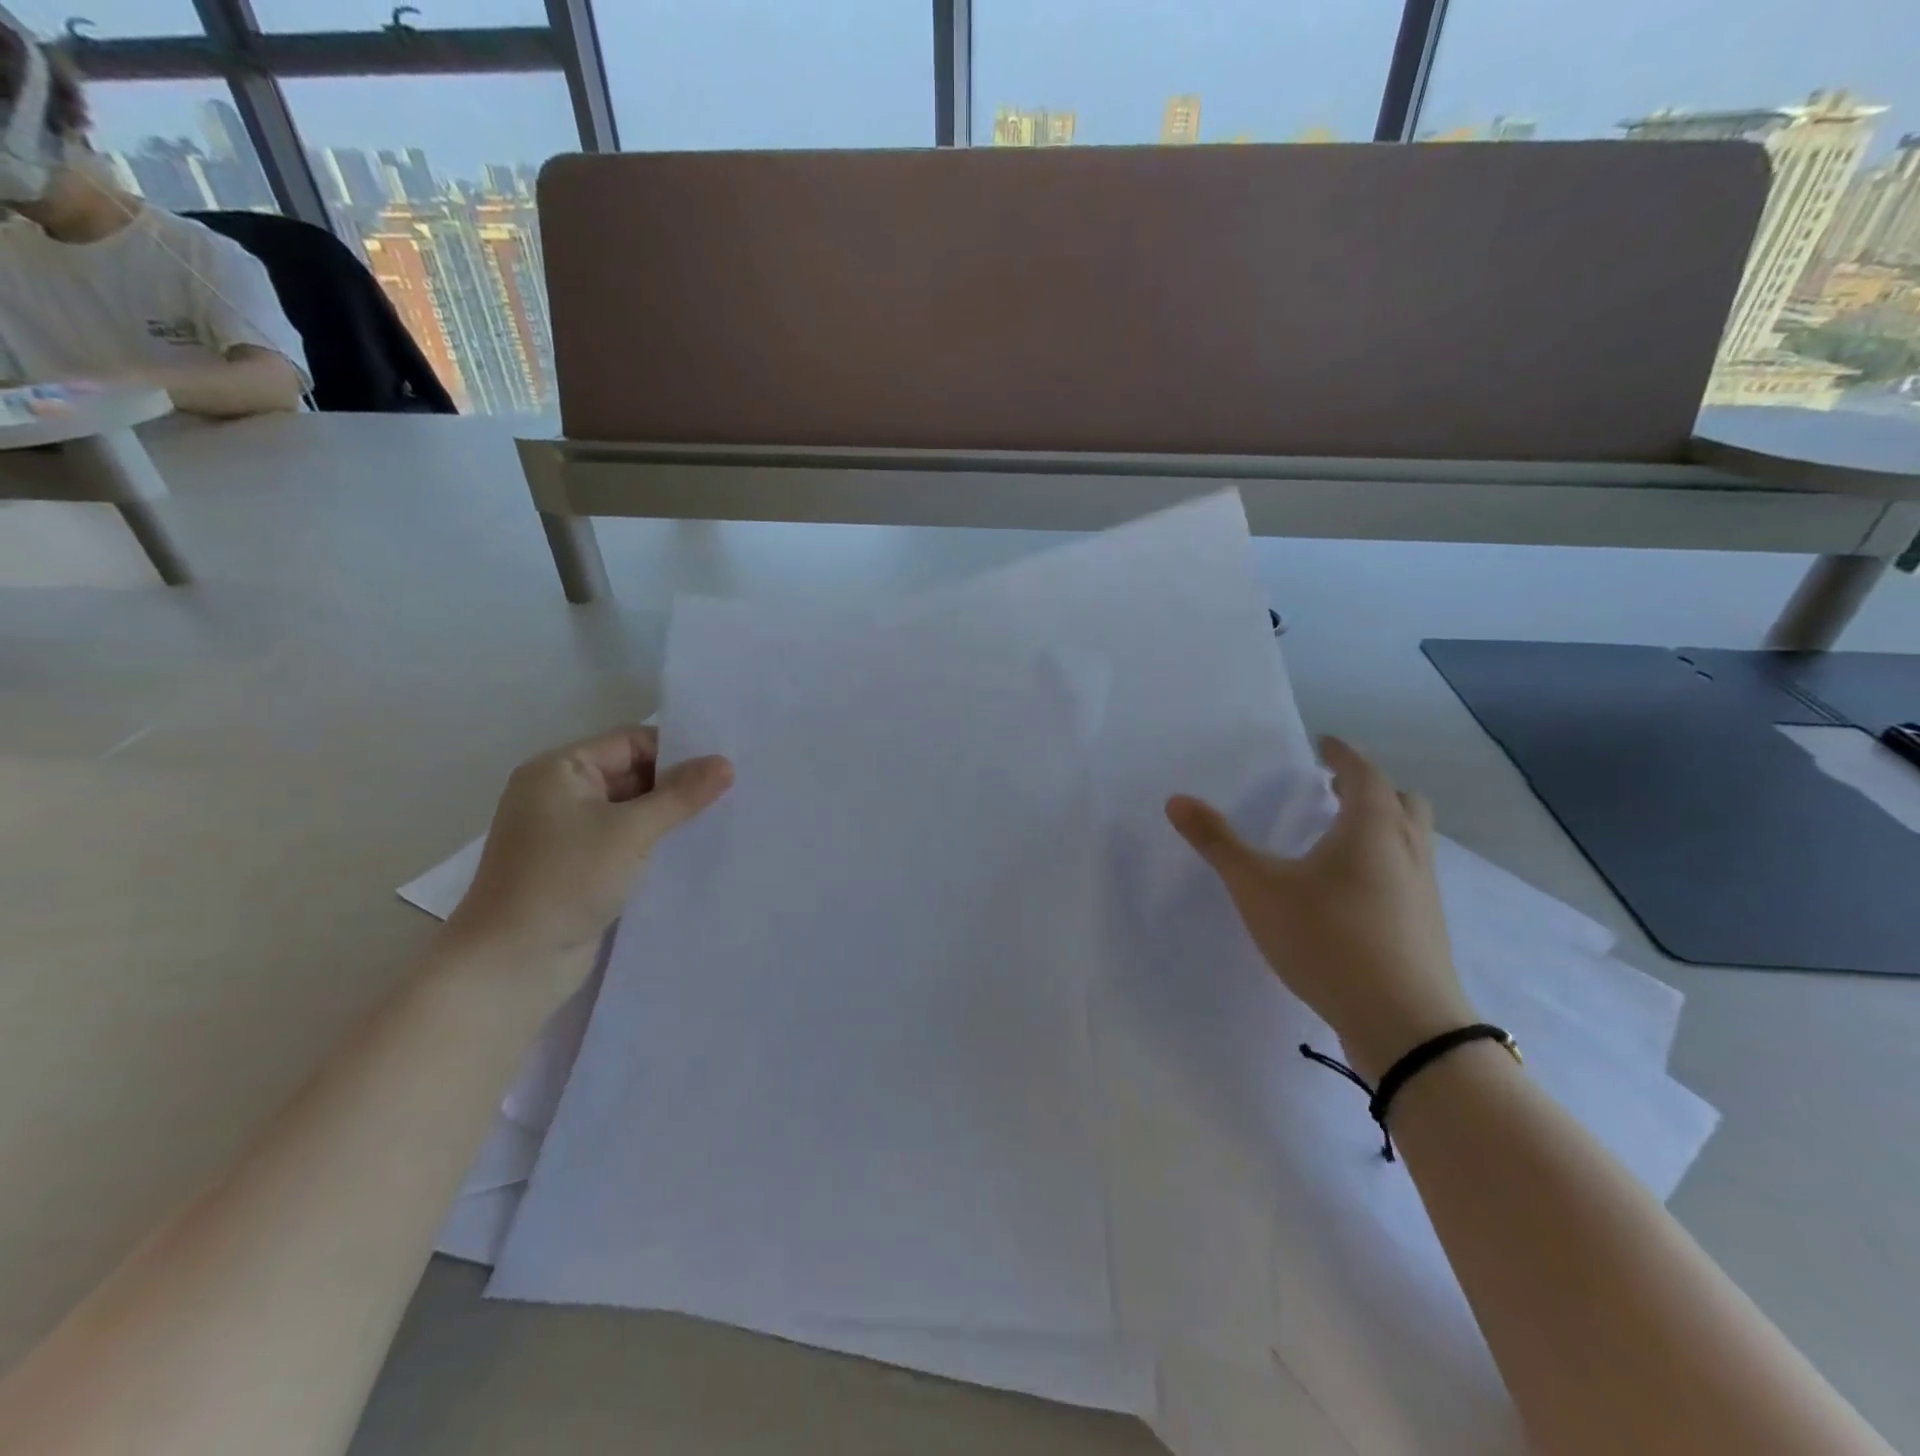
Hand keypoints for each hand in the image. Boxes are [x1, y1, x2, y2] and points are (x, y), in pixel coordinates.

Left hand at [442, 727, 732, 996]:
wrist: (512, 964)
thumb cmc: (566, 880)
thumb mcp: (632, 830)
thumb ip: (681, 795)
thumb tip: (726, 764)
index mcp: (559, 770)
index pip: (630, 742)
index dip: (677, 750)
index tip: (725, 764)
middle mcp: (560, 795)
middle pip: (632, 774)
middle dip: (678, 784)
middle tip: (733, 791)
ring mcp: (568, 834)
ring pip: (632, 811)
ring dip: (670, 816)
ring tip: (723, 818)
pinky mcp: (579, 868)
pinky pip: (626, 842)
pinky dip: (655, 843)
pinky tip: (693, 850)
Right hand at [1166, 736, 1473, 1081]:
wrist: (1404, 1023)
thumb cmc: (1327, 939)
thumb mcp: (1258, 888)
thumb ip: (1218, 842)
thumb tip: (1177, 800)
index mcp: (1371, 826)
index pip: (1363, 771)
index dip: (1341, 753)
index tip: (1322, 743)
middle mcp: (1407, 848)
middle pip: (1400, 800)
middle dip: (1368, 787)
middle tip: (1334, 788)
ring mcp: (1424, 889)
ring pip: (1410, 838)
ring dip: (1381, 824)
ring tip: (1340, 835)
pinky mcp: (1426, 925)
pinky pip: (1408, 871)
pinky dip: (1385, 859)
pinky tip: (1352, 889)